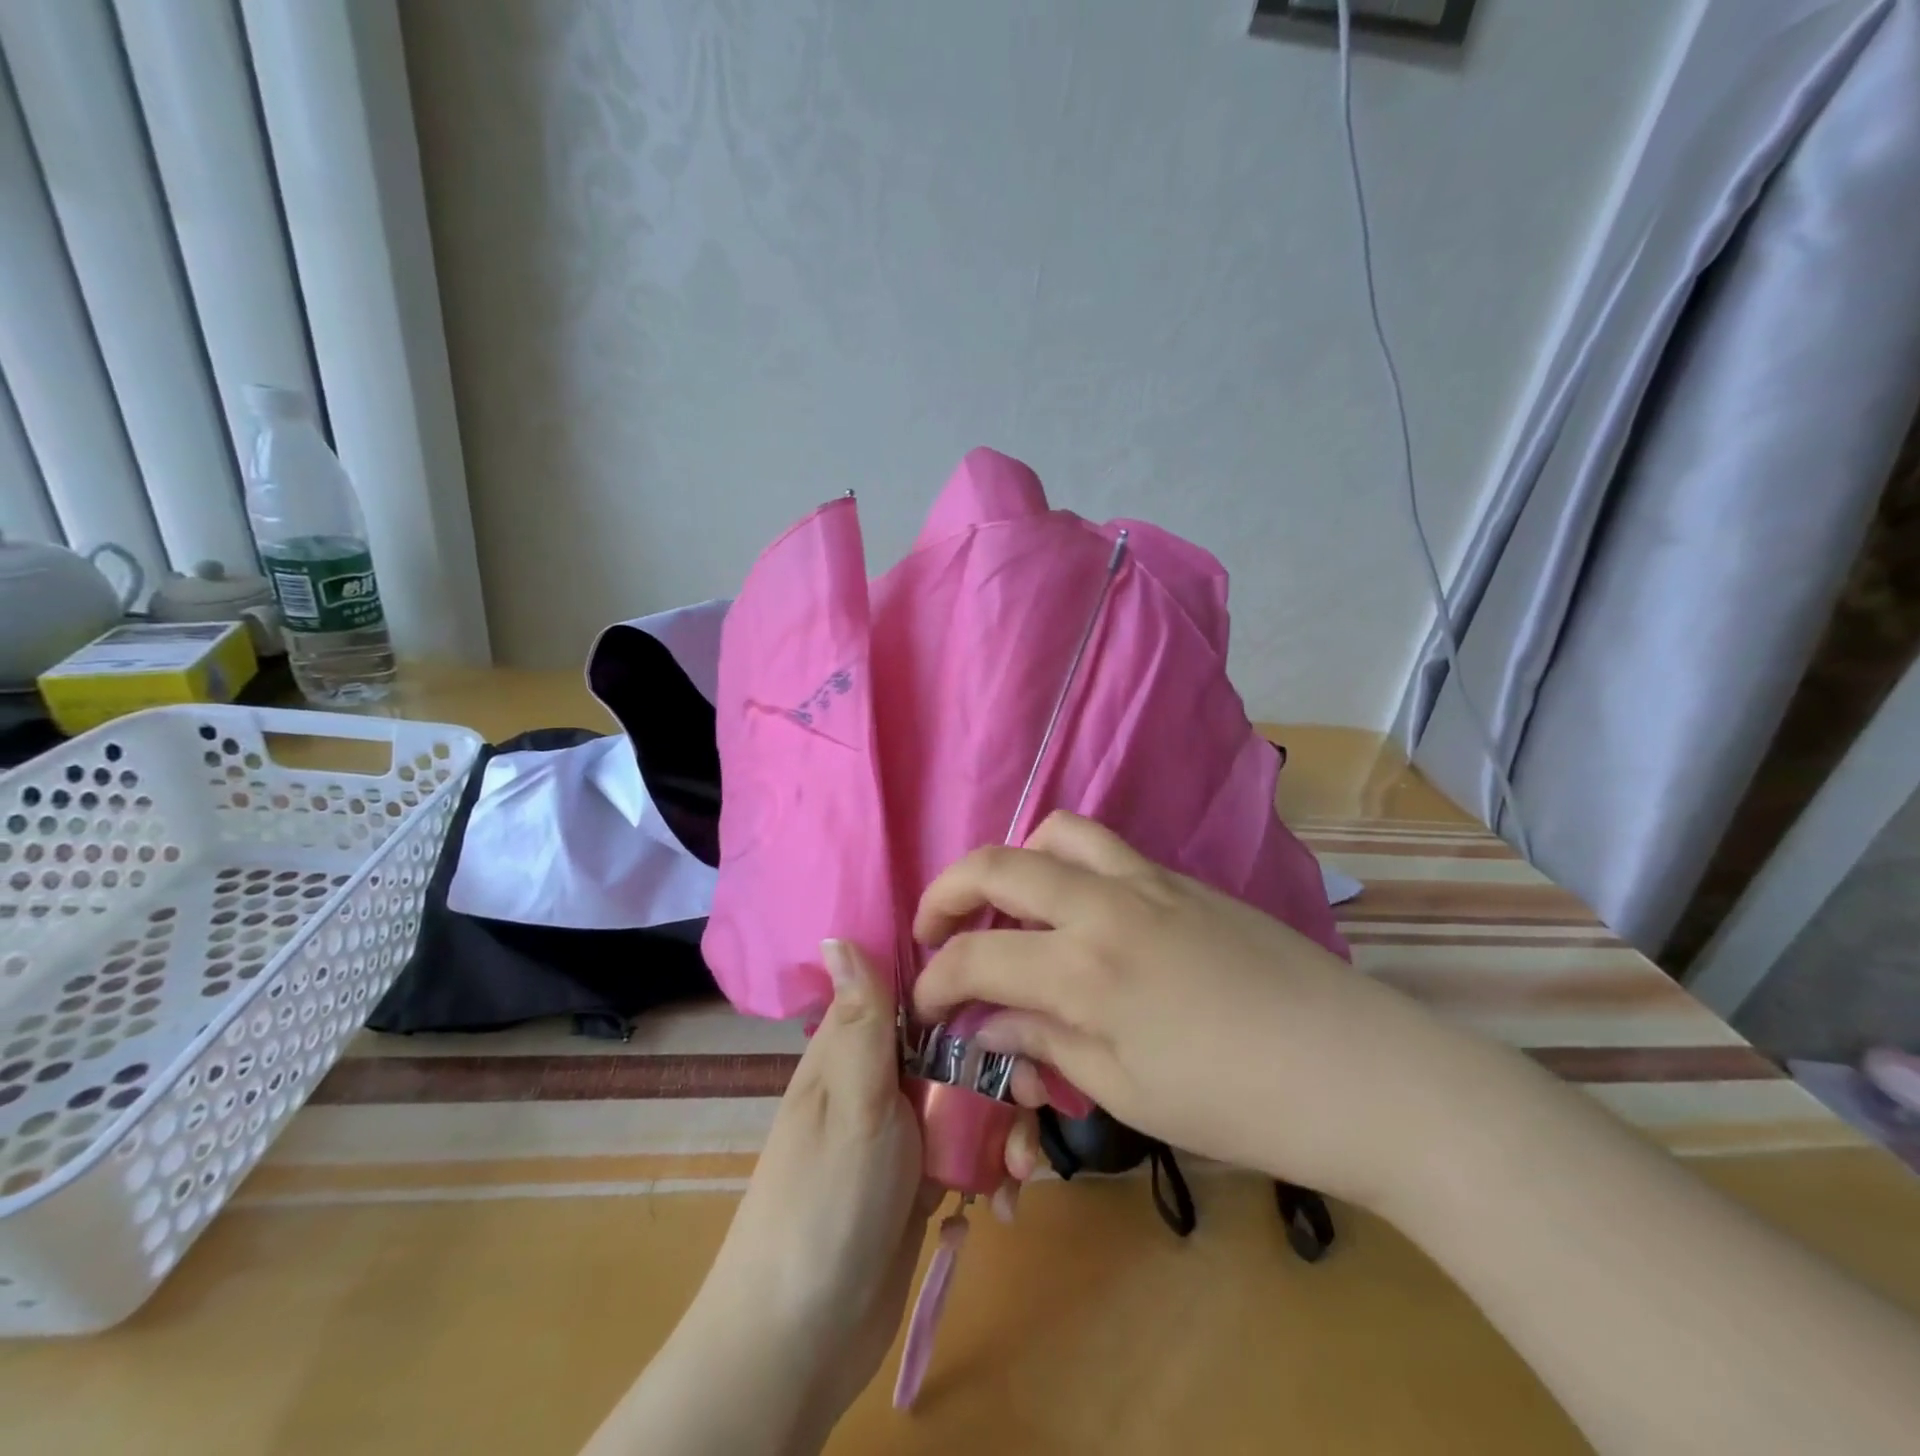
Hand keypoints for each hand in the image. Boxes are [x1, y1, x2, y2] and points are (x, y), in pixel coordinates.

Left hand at [588, 940, 1038, 1454]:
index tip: (1019, 995)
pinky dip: (997, 1168)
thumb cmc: (824, 1204)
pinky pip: (975, 1149)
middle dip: (1005, 1070)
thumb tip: (837, 931)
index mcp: (856, 1047)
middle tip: (1036, 1101)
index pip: (919, 989)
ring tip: (1022, 1169)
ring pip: (975, 1098)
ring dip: (1008, 1127)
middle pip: (961, 1044)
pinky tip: (1009, 1200)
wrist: (800, 1341)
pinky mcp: (927, 1176)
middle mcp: (883, 1077)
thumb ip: (861, 1020)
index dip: (969, 984)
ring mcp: (907, 1129)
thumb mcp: (850, 1102)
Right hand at [911, 811, 1477, 1208]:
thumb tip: (991, 1027)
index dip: (936, 984)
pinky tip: (1079, 911)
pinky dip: (1066, 862)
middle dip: (946, 894)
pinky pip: (1104, 847)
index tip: (926, 1007)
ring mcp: (1147, 880)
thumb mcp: (1127, 1092)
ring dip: (1013, 862)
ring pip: (1055, 834)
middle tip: (934, 930)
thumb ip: (1048, 1045)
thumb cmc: (1238, 1104)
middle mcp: (1104, 905)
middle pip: (997, 866)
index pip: (975, 959)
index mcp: (1084, 970)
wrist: (1357, 1070)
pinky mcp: (1181, 877)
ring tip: (1009, 905)